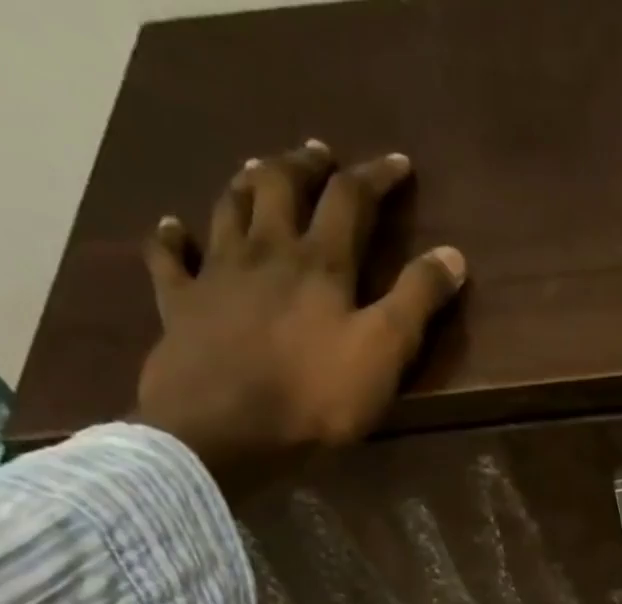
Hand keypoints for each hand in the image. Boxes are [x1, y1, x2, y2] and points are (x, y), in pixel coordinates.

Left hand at [135, 140, 465, 498]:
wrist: (226, 431)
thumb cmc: (316, 398)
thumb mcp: (385, 353)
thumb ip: (417, 302)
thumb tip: (452, 255)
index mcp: (320, 264)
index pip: (351, 201)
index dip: (375, 177)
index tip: (396, 164)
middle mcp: (265, 252)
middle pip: (281, 186)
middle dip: (305, 166)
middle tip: (319, 155)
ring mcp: (216, 274)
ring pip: (228, 208)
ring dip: (246, 183)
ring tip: (257, 170)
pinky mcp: (180, 305)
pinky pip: (169, 258)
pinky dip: (171, 236)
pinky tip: (173, 225)